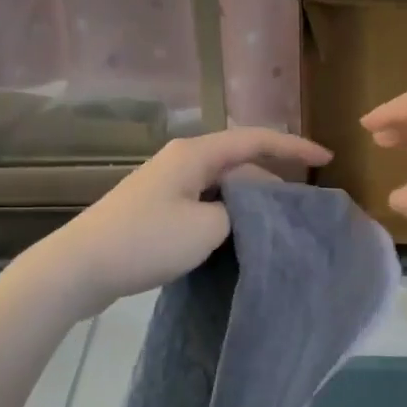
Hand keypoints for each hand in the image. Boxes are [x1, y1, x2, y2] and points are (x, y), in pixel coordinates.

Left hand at [16, 127, 331, 317]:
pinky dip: (226, 213)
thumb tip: (245, 211)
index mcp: (196, 153)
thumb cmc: (146, 241)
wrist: (79, 267)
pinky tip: (237, 235)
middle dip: (274, 177)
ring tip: (276, 224)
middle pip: (239, 160)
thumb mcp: (207, 228)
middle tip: (302, 204)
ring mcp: (165, 183)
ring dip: (249, 199)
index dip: (294, 146)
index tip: (327, 158)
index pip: (256, 139)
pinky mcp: (154, 208)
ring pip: (221, 184)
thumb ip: (239, 213)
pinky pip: (203, 201)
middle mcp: (181, 160)